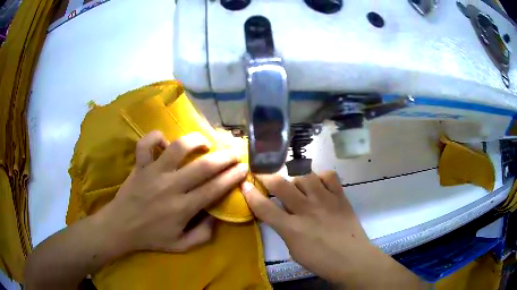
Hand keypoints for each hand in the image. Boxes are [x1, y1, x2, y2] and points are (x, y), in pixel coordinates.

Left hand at [99, 131, 248, 252]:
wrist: (121, 228)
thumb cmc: (152, 237)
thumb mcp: (182, 245)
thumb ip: (203, 234)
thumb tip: (216, 215)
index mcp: (183, 208)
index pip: (214, 189)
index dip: (232, 177)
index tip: (244, 168)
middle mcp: (171, 187)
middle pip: (203, 166)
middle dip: (224, 157)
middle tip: (234, 152)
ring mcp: (153, 173)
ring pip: (177, 148)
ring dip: (195, 141)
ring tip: (204, 143)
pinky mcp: (140, 166)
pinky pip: (146, 144)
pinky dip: (155, 137)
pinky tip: (165, 140)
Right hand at [242, 172, 423, 288]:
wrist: (353, 259)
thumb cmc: (321, 261)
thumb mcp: (294, 251)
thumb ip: (285, 231)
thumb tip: (280, 216)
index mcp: (292, 228)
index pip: (265, 207)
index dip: (251, 194)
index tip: (244, 184)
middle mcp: (306, 209)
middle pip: (281, 184)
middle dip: (267, 176)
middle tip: (264, 175)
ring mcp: (325, 200)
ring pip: (304, 175)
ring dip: (296, 178)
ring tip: (297, 186)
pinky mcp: (340, 196)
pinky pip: (329, 176)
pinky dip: (321, 177)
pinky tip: (319, 184)